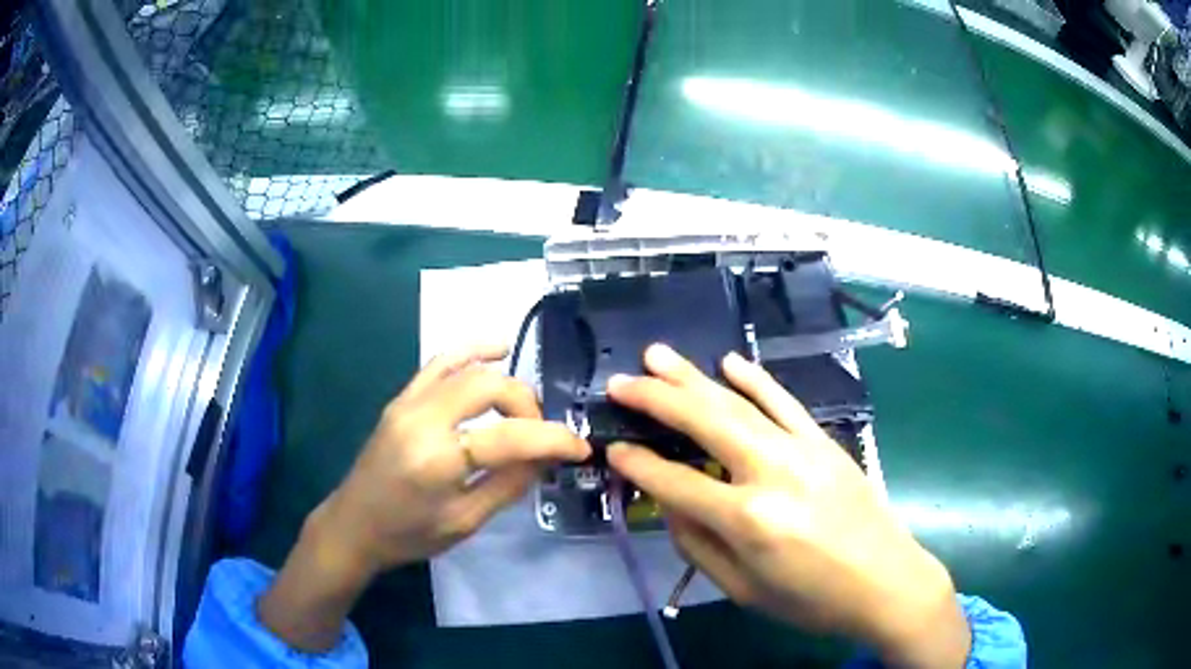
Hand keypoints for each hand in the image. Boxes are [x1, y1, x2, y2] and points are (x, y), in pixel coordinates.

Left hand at [259, 344, 590, 650]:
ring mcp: (408, 402)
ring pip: (469, 369)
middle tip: (541, 434)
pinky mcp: (401, 398)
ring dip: (506, 383)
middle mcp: (422, 419)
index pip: (511, 437)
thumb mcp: (466, 522)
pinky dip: (472, 351)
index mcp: (438, 460)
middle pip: (490, 387)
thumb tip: (546, 456)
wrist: (354, 525)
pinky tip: (497, 348)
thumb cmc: (409, 535)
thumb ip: (509, 484)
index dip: (554, 439)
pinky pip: (440, 362)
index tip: (580, 447)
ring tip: (525, 408)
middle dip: (528, 406)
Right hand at [607, 344, 969, 668]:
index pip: (675, 482)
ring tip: (658, 356)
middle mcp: (771, 473)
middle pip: (703, 423)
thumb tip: (671, 505)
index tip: (613, 449)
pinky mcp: (825, 442)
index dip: (639, 464)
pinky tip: (729, 362)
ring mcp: (802, 450)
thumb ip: (698, 546)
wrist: (886, 582)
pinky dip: (755, 379)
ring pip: (738, 403)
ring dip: (694, 377)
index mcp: (747, 520)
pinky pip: (784, 402)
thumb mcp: (744, 589)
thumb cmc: (811, 599)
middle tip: (621, 382)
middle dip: (655, 398)